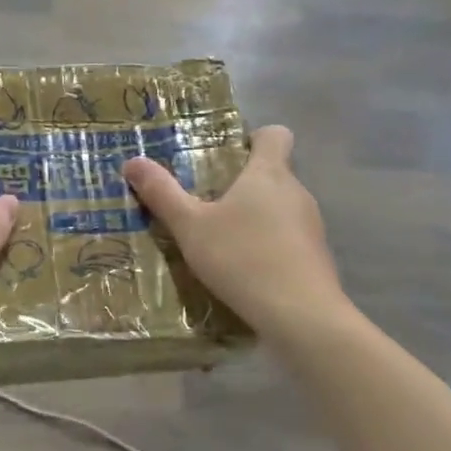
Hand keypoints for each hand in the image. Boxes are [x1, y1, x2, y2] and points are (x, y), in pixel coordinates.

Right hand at [122, 125, 346, 336]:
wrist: (300, 315)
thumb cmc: (242, 258)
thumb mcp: (190, 227)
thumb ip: (162, 194)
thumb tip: (132, 162)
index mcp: (268, 174)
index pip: (274, 134)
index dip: (253, 138)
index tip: (227, 155)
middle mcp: (296, 192)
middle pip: (273, 173)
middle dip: (243, 183)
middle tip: (206, 203)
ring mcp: (312, 225)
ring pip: (281, 208)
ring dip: (255, 217)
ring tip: (221, 241)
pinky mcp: (317, 257)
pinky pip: (289, 238)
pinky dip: (268, 245)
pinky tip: (245, 270)